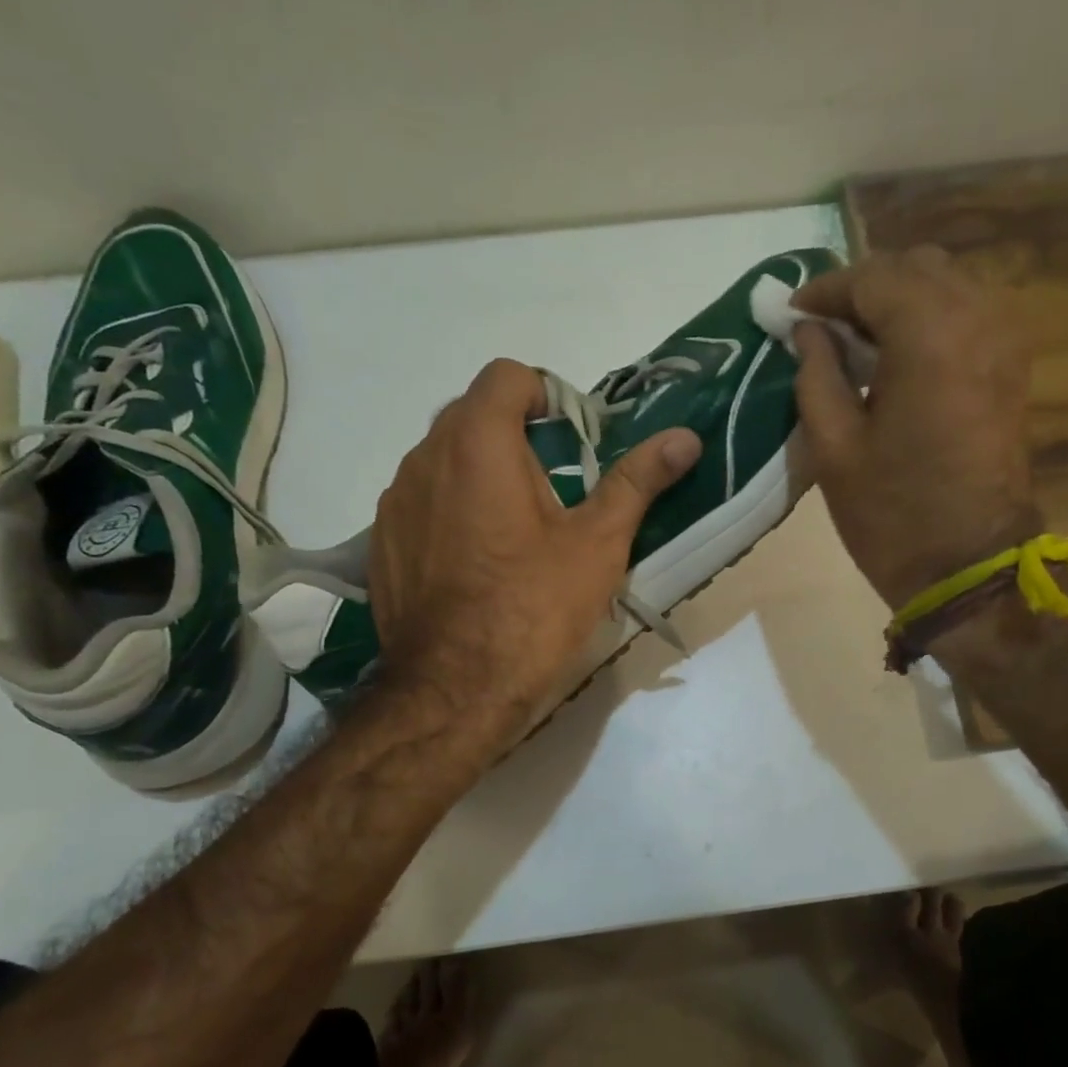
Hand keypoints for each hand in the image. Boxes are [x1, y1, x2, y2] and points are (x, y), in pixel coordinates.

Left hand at [368, 358, 701, 724]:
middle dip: (517, 437)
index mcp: (478, 443)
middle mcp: (424, 458)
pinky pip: (422, 501)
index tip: (570, 442)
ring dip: (481, 473)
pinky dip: (451, 509)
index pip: (507, 376)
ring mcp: (395, 501)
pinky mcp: (382, 541)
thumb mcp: (598, 543)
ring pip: (444, 459)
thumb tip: (686, 437)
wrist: (454, 690)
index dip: (546, 396)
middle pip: (473, 414)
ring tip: (516, 532)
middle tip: (554, 491)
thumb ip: (637, 480)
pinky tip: (477, 562)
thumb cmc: (534, 608)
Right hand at [792, 246, 1038, 609]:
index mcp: (929, 335)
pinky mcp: (1012, 365)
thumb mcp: (833, 446)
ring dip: (896, 299)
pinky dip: (927, 317)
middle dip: (862, 287)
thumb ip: (816, 373)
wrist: (968, 565)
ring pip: (946, 284)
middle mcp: (977, 318)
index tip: (790, 314)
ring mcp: (1004, 339)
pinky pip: (967, 312)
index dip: (825, 290)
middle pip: (915, 267)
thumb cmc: (891, 513)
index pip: (871, 278)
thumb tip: (807, 331)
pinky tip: (895, 355)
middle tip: (821, 326)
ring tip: (854, 340)